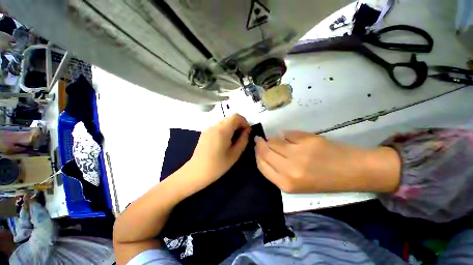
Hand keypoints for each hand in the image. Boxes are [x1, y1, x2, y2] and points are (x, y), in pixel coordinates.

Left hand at [186, 114, 250, 189]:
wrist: (197, 171)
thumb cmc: (218, 165)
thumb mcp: (235, 154)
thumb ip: (243, 140)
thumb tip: (248, 130)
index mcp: (222, 130)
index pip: (236, 117)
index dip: (244, 122)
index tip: (247, 132)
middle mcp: (215, 126)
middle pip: (230, 117)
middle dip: (239, 124)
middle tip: (242, 135)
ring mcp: (208, 128)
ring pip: (224, 121)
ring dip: (232, 126)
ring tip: (234, 138)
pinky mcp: (205, 132)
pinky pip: (218, 125)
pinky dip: (225, 128)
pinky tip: (225, 140)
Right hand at [255, 131, 400, 192]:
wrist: (352, 172)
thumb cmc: (323, 180)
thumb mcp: (296, 183)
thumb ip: (277, 169)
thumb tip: (265, 150)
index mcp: (286, 184)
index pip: (262, 165)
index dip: (257, 154)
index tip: (256, 148)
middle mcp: (289, 170)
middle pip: (265, 152)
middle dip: (260, 144)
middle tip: (259, 139)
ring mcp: (298, 154)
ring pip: (274, 141)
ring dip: (272, 139)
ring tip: (275, 138)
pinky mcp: (307, 141)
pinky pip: (287, 134)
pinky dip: (285, 134)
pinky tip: (286, 135)